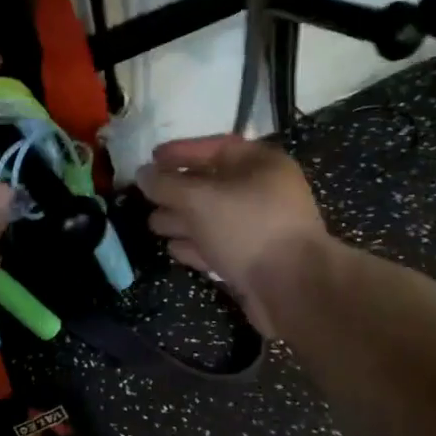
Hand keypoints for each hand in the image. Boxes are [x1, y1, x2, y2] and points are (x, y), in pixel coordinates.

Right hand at [136, 136, 329, 335]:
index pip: (217, 147)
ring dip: (182, 220)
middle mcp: (264, 192)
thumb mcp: (200, 199)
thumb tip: (143, 174)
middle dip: (177, 191)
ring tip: (152, 224)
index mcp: (262, 165)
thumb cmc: (247, 228)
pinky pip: (220, 245)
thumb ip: (167, 184)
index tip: (151, 159)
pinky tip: (173, 249)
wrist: (291, 287)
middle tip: (146, 197)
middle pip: (214, 184)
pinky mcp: (255, 261)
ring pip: (214, 218)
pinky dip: (197, 245)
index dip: (182, 152)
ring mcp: (261, 229)